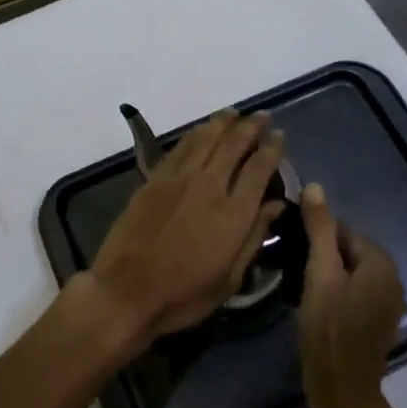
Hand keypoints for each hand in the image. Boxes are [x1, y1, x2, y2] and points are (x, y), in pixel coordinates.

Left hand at [82, 110, 285, 347]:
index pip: (259, 169)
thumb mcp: (230, 278)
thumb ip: (254, 236)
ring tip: (234, 113)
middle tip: (261, 115)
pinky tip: (201, 130)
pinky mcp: (155, 178)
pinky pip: (180, 147)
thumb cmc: (184, 294)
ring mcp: (179, 179)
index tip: (279, 135)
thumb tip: (276, 204)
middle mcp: (209, 186)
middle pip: (233, 144)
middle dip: (250, 127)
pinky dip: (195, 134)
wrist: (127, 290)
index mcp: (233, 213)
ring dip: (222, 122)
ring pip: (205, 138)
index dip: (272, 148)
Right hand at [298, 183, 405, 407]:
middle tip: (291, 263)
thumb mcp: (319, 273)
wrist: (342, 391)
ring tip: (298, 281)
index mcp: (381, 264)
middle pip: (348, 250)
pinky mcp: (377, 323)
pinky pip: (354, 292)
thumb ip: (319, 229)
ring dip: (327, 273)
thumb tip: (315, 186)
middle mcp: (392, 280)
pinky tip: (314, 303)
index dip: (315, 234)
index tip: (290, 243)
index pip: (343, 230)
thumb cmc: (329, 328)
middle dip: (321, 252)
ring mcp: (387, 304)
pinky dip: (336, 291)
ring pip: (350, 272)